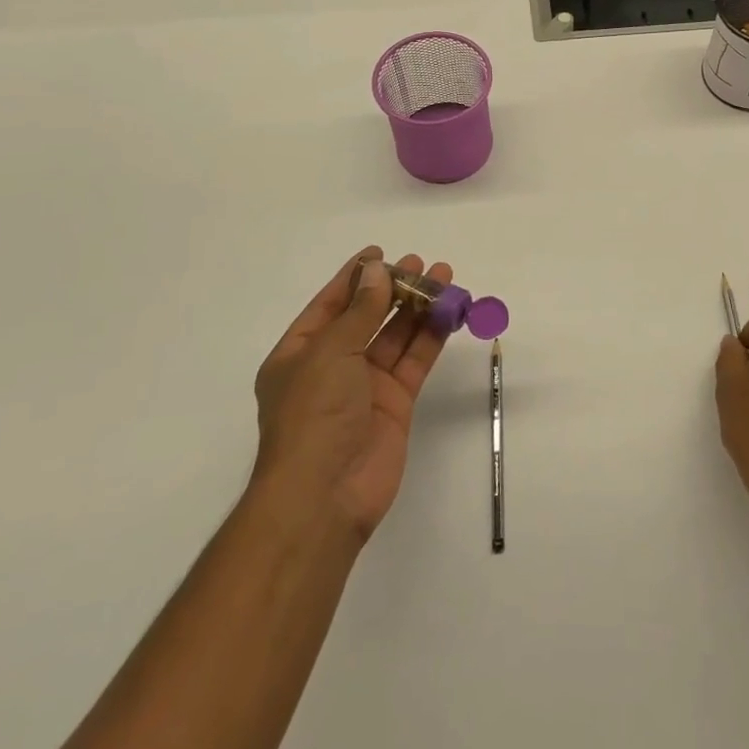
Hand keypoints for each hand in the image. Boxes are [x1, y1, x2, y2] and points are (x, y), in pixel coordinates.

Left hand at [250, 247, 451, 543]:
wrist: (325, 495)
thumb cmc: (313, 415)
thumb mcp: (331, 352)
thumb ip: (360, 310)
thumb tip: (376, 271)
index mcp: (300, 354)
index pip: (330, 305)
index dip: (355, 277)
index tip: (381, 253)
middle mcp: (332, 366)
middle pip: (367, 317)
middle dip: (393, 289)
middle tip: (421, 263)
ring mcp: (365, 386)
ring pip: (396, 336)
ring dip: (418, 307)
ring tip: (444, 277)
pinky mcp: (395, 403)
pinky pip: (414, 360)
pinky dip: (431, 336)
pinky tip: (449, 312)